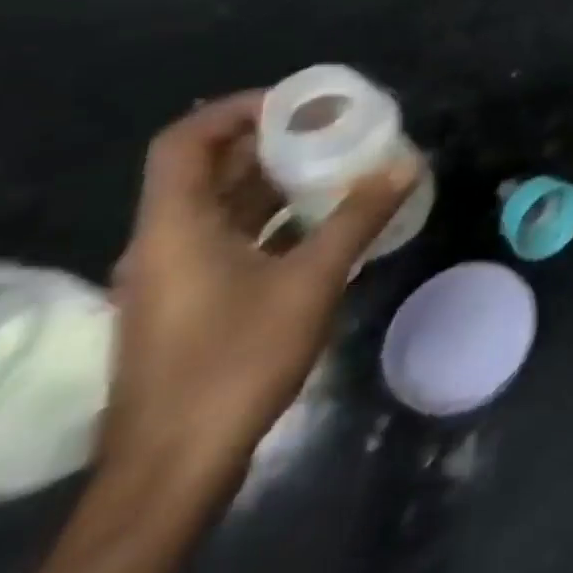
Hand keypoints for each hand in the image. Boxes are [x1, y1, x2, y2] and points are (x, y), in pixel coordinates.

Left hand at [103, 92, 415, 489]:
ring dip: (276, 180)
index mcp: (175, 227)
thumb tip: (408, 163)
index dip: (238, 109)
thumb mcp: (311, 281)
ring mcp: (174, 277)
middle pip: (209, 169)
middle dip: (272, 140)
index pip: (185, 140)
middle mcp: (164, 243)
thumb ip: (359, 217)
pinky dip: (273, 218)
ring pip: (222, 206)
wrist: (173, 469)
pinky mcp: (190, 305)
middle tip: (335, 126)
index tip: (300, 103)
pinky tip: (324, 222)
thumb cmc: (234, 362)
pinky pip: (230, 238)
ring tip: (339, 165)